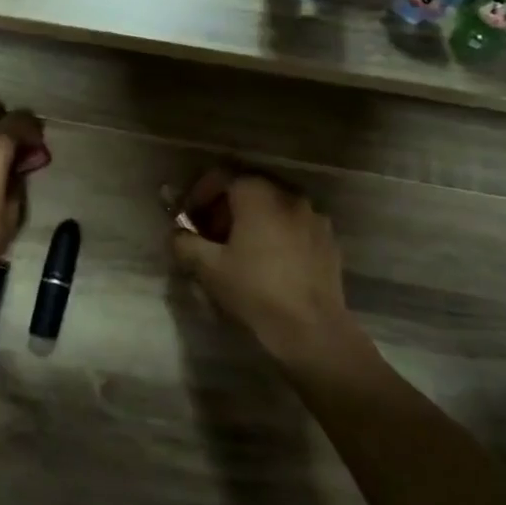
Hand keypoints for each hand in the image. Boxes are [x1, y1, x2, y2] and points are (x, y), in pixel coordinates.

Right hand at [169, 168, 356, 364]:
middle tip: (210, 234)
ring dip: (252, 219)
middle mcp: (288, 196)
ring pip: (274, 207)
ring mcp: (313, 217)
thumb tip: (176, 234)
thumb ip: (185, 243)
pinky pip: (294, 225)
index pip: (222, 176)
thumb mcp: (209, 268)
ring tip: (240, 248)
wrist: (311, 328)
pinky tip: (270, 261)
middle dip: (225, 207)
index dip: (200, 193)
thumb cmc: (255, 290)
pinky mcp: (328, 240)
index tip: (189, 216)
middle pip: (249, 189)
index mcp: (258, 195)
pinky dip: (277, 233)